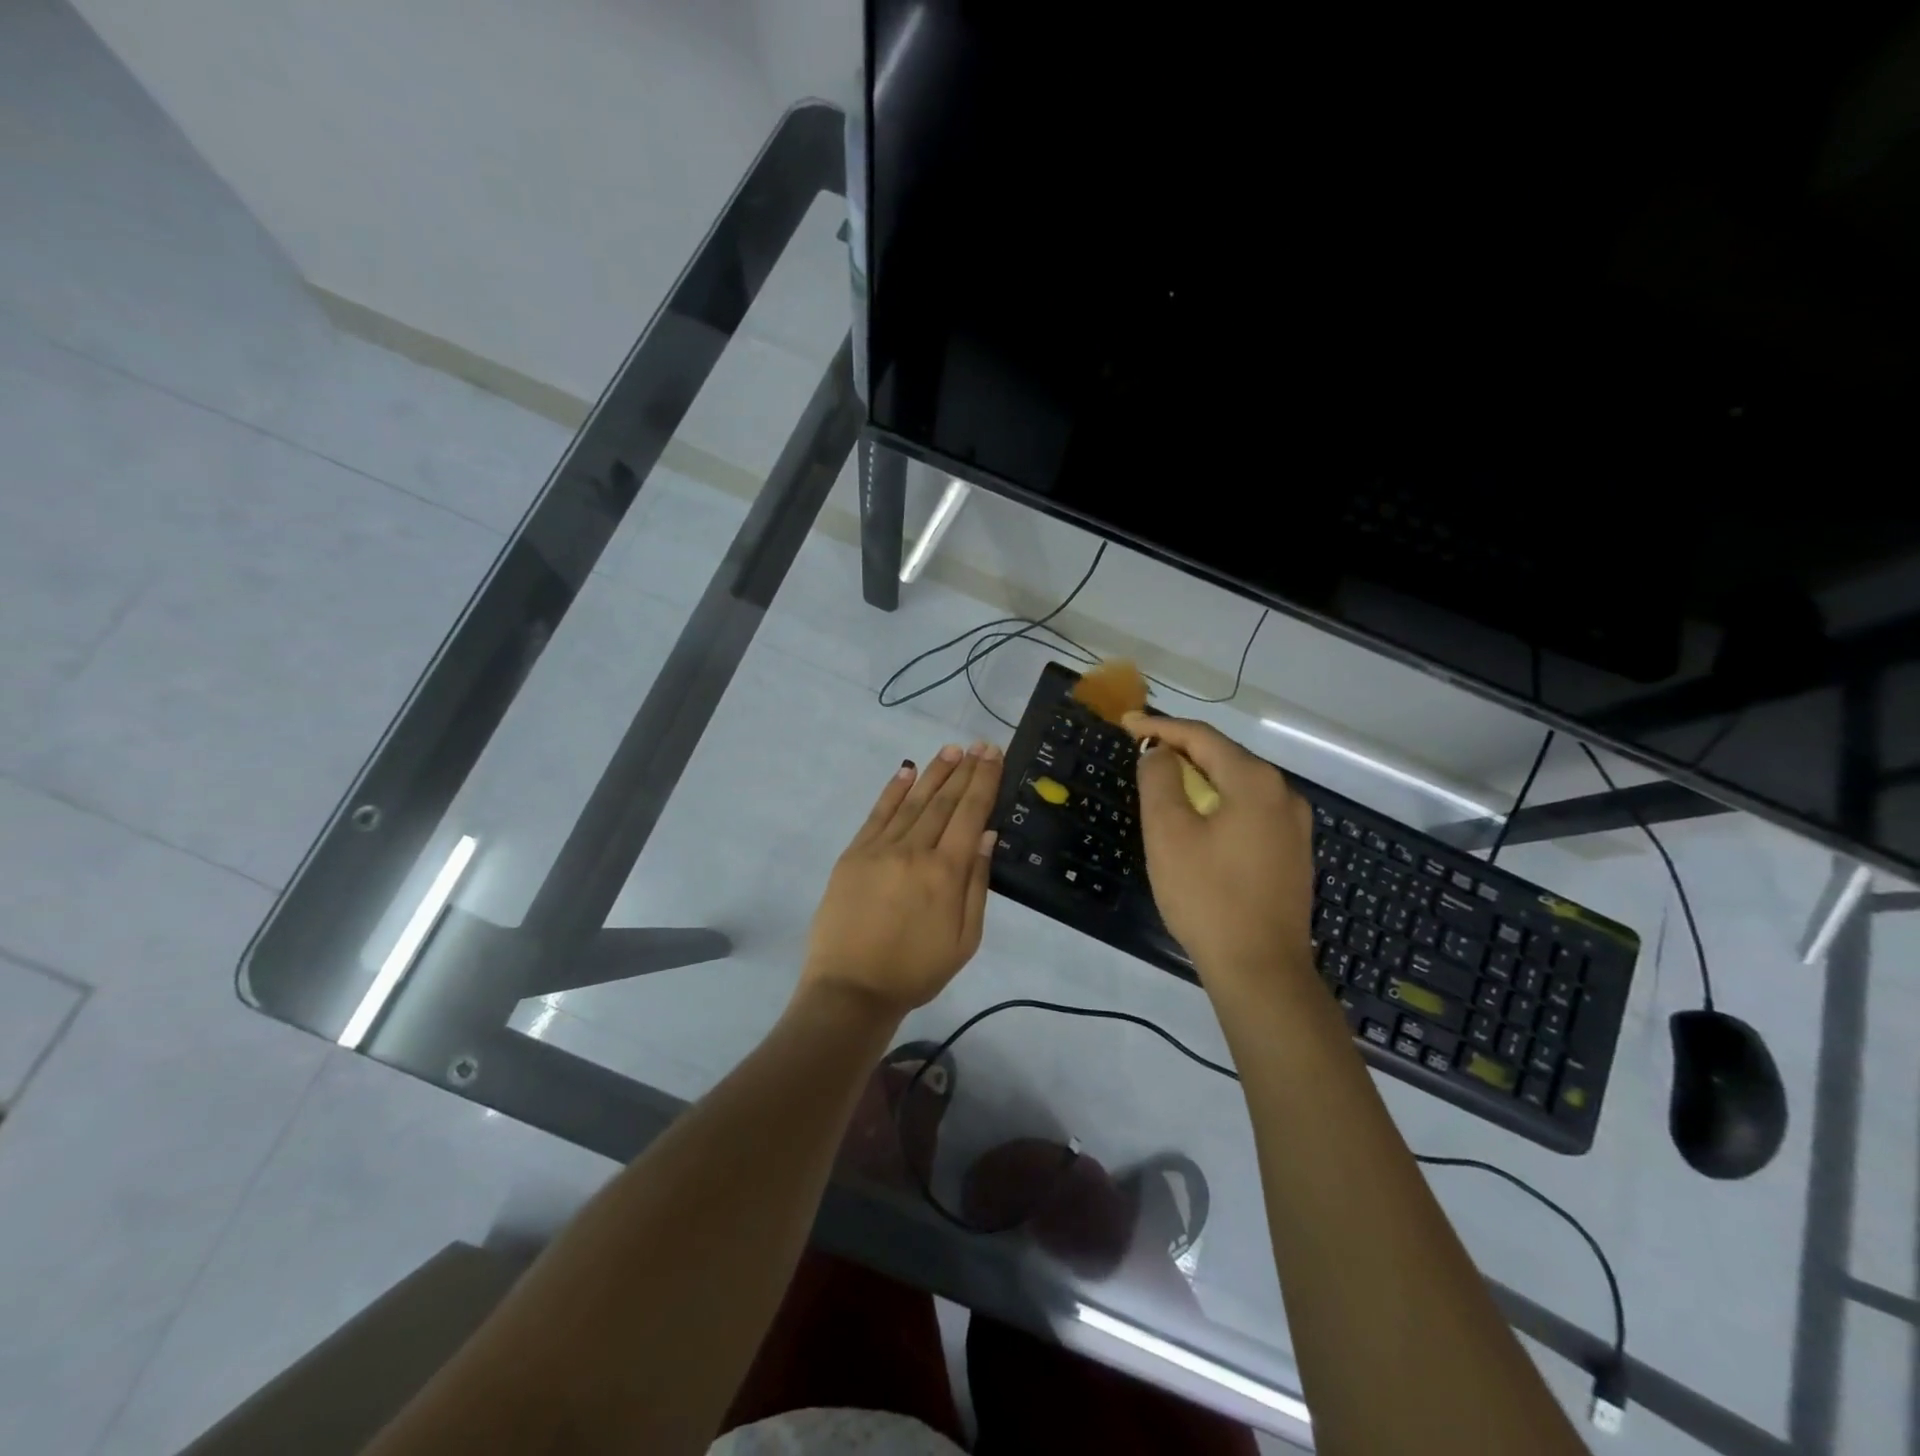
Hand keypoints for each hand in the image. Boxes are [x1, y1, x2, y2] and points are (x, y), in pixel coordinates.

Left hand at [801, 742, 1003, 1019]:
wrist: (851, 990)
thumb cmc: (916, 971)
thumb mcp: (965, 940)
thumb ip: (976, 884)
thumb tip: (985, 834)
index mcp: (946, 873)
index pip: (970, 814)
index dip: (984, 781)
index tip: (993, 755)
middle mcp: (914, 851)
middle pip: (944, 801)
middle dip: (964, 770)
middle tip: (979, 744)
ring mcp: (880, 849)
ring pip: (913, 801)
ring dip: (934, 773)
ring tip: (952, 750)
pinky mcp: (854, 855)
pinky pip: (877, 814)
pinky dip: (893, 790)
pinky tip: (907, 772)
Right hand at [1124, 712, 1314, 999]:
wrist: (1261, 970)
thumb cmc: (1207, 896)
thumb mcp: (1168, 833)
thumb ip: (1160, 780)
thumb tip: (1162, 755)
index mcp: (1255, 781)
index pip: (1202, 737)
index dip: (1160, 727)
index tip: (1126, 724)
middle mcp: (1283, 794)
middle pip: (1224, 757)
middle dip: (1181, 751)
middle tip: (1141, 752)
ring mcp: (1293, 826)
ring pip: (1238, 786)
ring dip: (1199, 779)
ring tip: (1164, 783)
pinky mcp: (1292, 854)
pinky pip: (1249, 812)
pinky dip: (1218, 804)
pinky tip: (1198, 821)